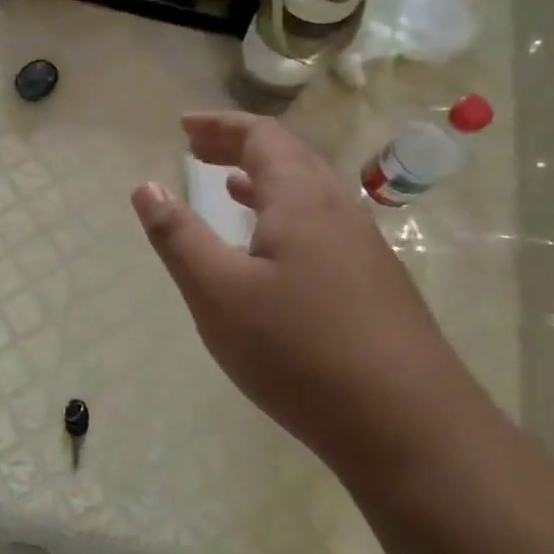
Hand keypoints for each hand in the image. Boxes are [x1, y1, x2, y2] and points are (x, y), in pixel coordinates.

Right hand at [130, 112, 469, 470]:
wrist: (408, 428)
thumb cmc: (298, 350)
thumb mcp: (218, 293)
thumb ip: (178, 237)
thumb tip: (146, 187)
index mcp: (301, 200)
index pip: (262, 136)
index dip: (220, 125)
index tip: (183, 126)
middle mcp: (339, 211)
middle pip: (289, 156)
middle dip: (239, 144)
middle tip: (196, 148)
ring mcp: (364, 248)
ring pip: (310, 192)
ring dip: (264, 178)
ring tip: (227, 183)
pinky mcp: (374, 284)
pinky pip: (322, 223)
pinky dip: (285, 212)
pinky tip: (271, 246)